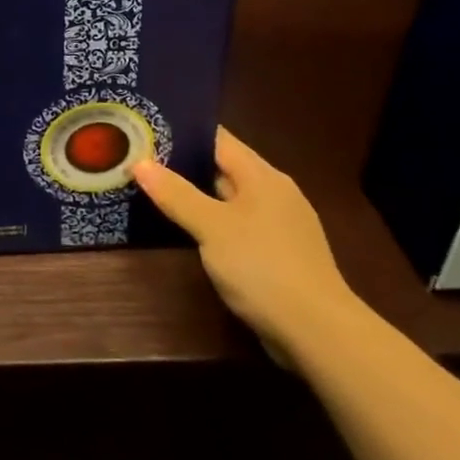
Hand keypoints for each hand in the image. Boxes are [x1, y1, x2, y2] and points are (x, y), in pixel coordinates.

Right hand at [133, 127, 359, 361]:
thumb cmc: (263, 267)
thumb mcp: (212, 227)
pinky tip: (190, 230)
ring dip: (198, 195)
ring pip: (231, 198)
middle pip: (224, 167)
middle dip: (185, 163)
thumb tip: (140, 163)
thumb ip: (176, 194)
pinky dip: (213, 221)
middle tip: (141, 158)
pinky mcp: (280, 254)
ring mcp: (280, 225)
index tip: (148, 127)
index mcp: (263, 176)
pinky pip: (239, 225)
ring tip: (156, 190)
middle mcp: (275, 192)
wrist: (319, 332)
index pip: (218, 139)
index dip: (183, 131)